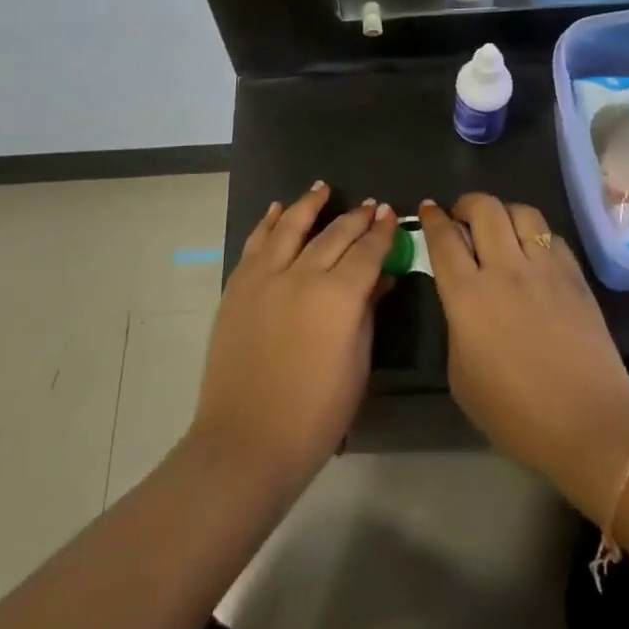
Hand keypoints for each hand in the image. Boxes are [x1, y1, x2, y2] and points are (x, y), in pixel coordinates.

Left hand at [190, 183, 396, 499]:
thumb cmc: (315, 415)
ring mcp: (265, 277)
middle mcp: (302, 274)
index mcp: (338, 296)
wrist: (247, 440)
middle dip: (356, 217)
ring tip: (322, 188)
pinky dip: (268, 222)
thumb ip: (367, 313)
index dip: (381, 232)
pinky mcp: (238, 286)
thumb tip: (381, 280)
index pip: (367, 252)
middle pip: (334, 235)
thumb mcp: (356, 365)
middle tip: (370, 204)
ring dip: (308, 204)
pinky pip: (256, 243)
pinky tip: (276, 210)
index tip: (390, 214)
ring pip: (290, 226)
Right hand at [420, 195, 628, 522]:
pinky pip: (550, 236)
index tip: (428, 209)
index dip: (433, 218)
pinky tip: (533, 253)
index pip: (444, 239)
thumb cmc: (515, 414)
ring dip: (503, 213)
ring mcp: (544, 268)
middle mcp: (504, 270)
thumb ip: (457, 327)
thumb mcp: (462, 376)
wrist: (589, 424)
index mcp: (467, 296)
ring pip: (521, 212)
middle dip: (466, 204)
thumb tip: (465, 303)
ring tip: (499, 228)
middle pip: (483, 209)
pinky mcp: (575, 276)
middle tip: (461, 217)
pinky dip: (535, 235)